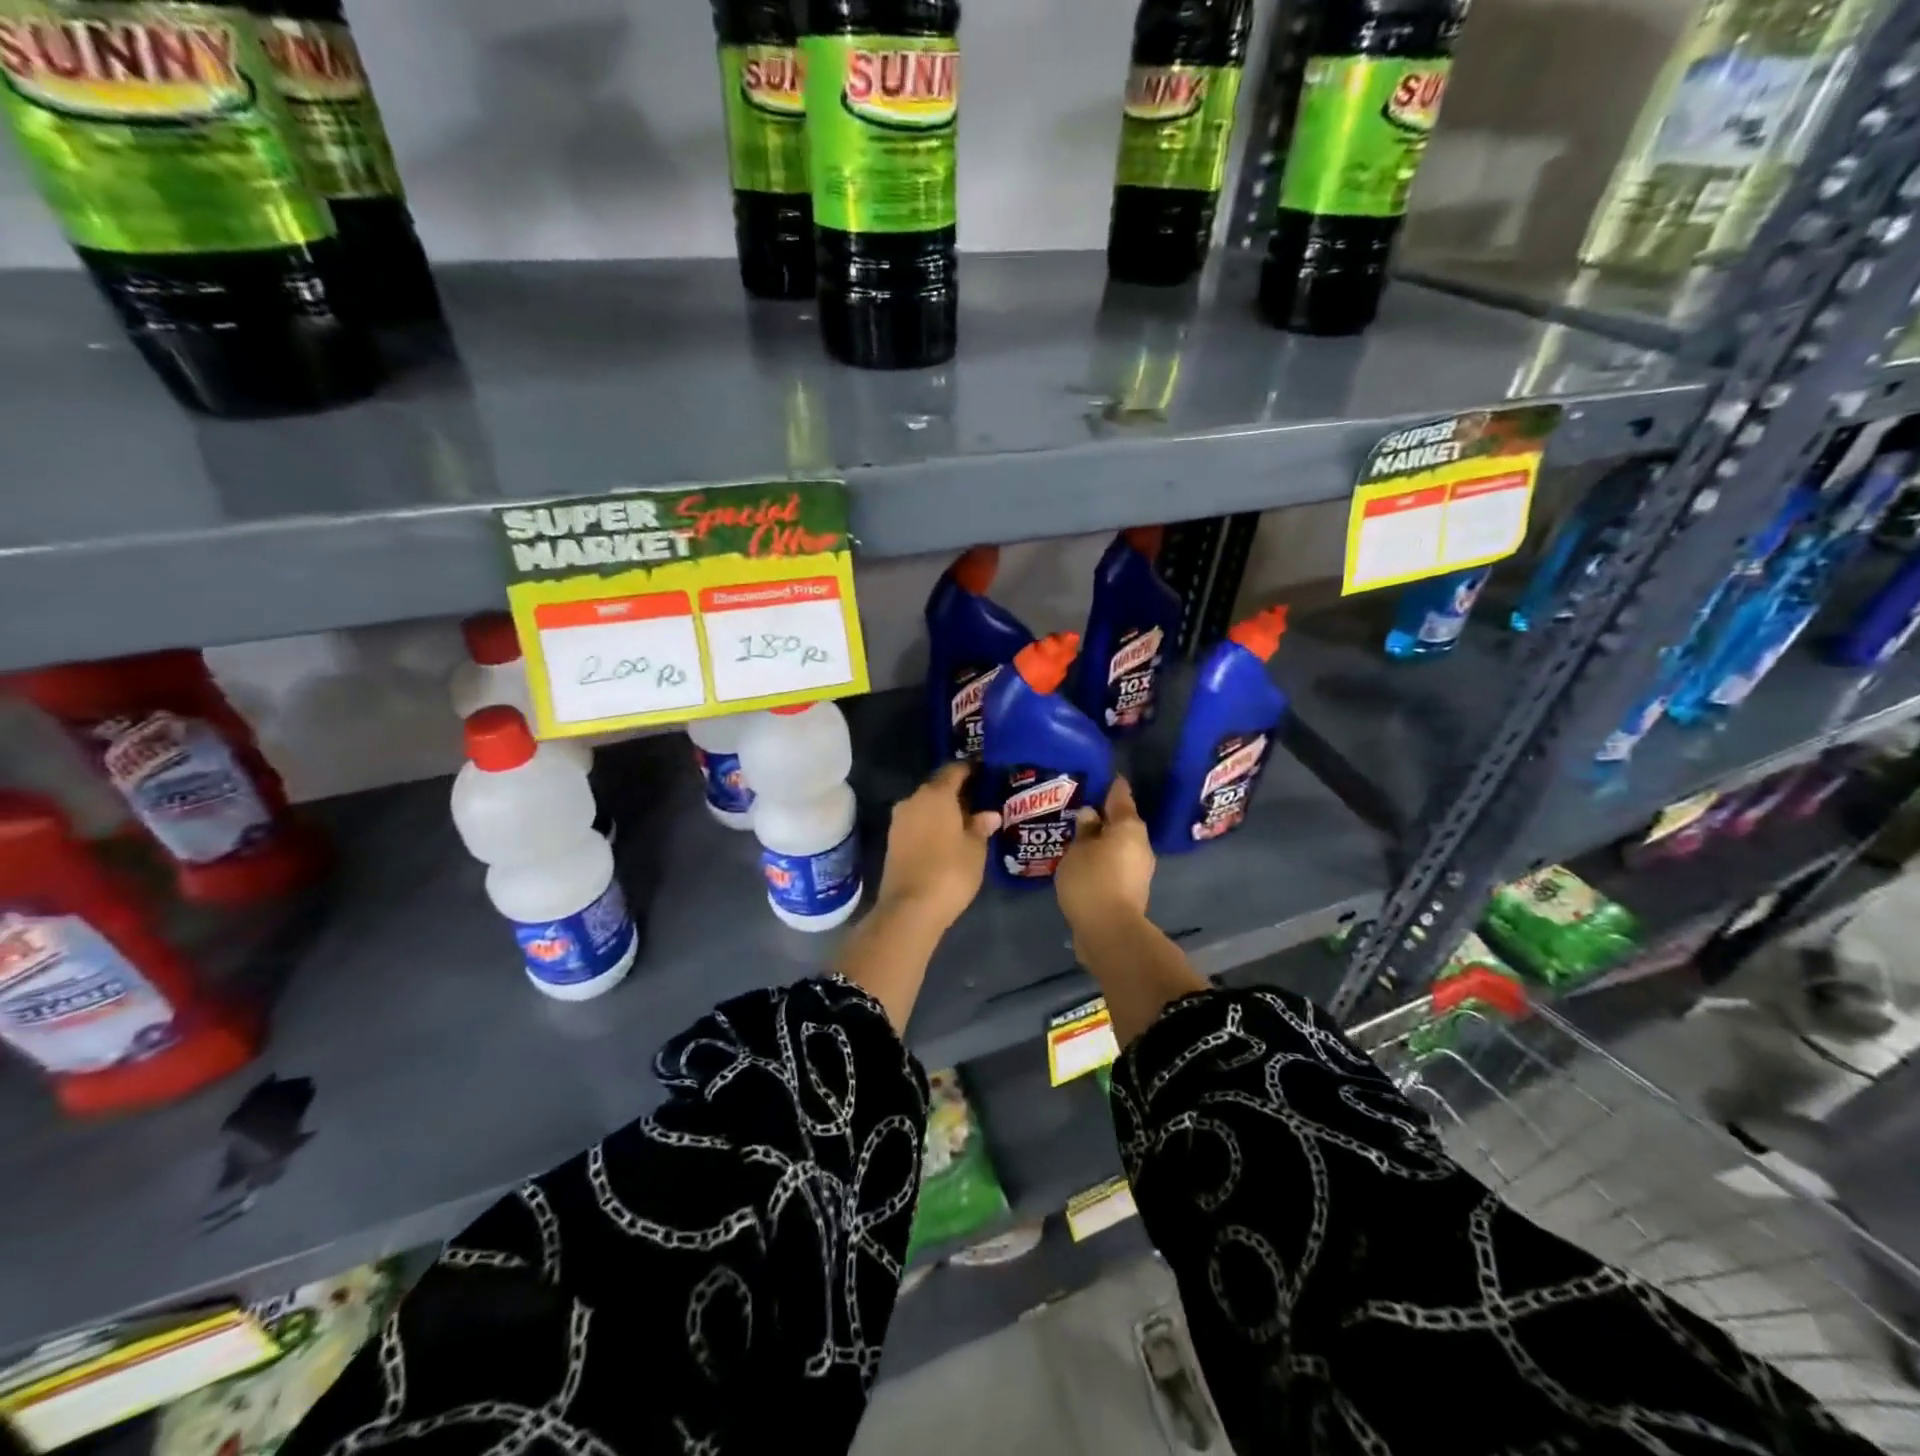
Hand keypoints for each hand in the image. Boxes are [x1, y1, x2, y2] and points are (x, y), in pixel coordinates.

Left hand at [875, 762, 1000, 931]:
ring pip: (925, 806)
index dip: (970, 770)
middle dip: (957, 793)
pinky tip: (947, 838)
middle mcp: (913, 800)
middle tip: (980, 802)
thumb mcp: (975, 849)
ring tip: (966, 822)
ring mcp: (899, 821)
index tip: (985, 773)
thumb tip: (989, 814)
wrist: (910, 908)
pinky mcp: (892, 841)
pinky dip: (931, 825)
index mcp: (936, 794)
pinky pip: (917, 823)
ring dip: (943, 811)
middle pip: (938, 788)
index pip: (954, 770)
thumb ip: (981, 826)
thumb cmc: (950, 872)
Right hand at [1054, 777, 1154, 935]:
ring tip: (1078, 837)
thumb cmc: (1092, 881)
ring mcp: (1139, 869)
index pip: (1120, 796)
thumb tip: (1090, 815)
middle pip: (1122, 822)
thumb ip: (1084, 830)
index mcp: (1129, 827)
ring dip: (1103, 840)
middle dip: (1104, 816)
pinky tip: (1084, 862)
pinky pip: (1116, 864)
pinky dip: (1103, 859)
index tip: (1104, 776)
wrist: (1110, 931)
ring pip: (1120, 845)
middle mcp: (1140, 844)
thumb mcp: (1078, 850)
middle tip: (1081, 809)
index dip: (1111, 785)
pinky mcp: (1132, 890)